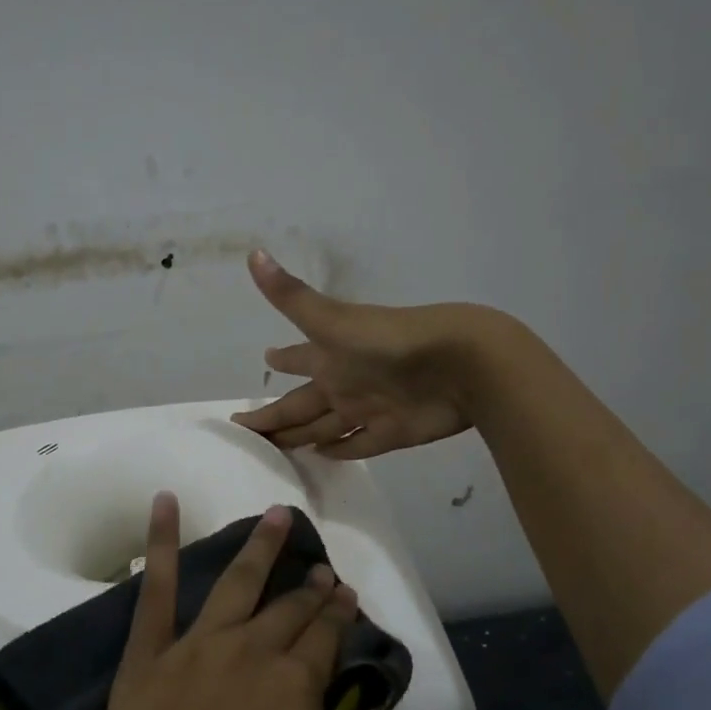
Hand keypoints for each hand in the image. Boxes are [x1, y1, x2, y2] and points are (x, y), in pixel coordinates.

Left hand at [74, 496, 361, 709]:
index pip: (326, 638)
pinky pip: (154, 587)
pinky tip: (164, 501)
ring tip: (277, 514)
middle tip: (322, 570)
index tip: (347, 594)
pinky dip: (159, 540)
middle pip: (289, 609)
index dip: (340, 615)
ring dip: (260, 546)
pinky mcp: (148, 655)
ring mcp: (194, 648)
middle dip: (311, 587)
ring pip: (236, 582)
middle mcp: (249, 653)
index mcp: (294, 691)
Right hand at [233, 249, 509, 458]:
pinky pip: (357, 445)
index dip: (281, 360)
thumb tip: (254, 253)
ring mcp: (367, 409)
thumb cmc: (390, 341)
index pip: (296, 360)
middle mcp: (345, 381)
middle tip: (250, 430)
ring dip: (302, 435)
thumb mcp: (333, 321)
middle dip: (277, 415)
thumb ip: (291, 296)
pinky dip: (339, 451)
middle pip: (302, 404)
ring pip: (323, 426)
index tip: (264, 360)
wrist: (461, 364)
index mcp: (330, 355)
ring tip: (277, 447)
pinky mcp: (390, 432)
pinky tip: (321, 456)